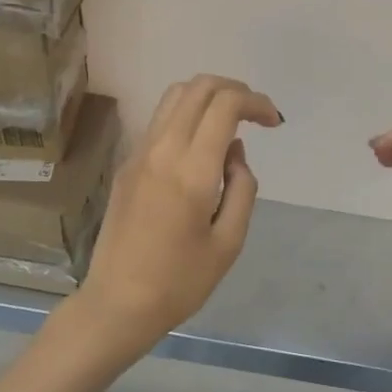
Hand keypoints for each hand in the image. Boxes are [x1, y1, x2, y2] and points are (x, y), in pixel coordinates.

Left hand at [68, 75, 281, 364]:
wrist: (117, 304)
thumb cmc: (180, 282)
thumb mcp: (229, 242)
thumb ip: (242, 187)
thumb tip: (235, 152)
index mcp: (191, 170)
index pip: (224, 104)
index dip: (255, 101)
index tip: (273, 122)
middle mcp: (162, 150)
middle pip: (197, 87)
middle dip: (234, 89)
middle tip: (256, 116)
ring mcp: (139, 154)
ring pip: (174, 97)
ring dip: (208, 98)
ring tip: (231, 125)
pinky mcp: (127, 164)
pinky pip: (160, 121)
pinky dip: (187, 116)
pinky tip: (202, 148)